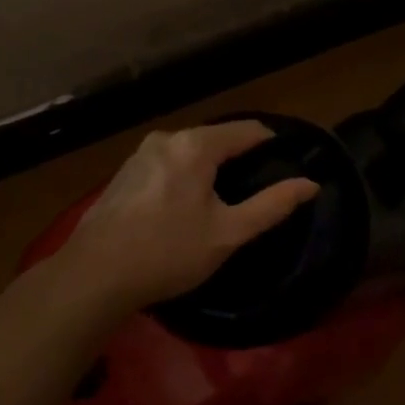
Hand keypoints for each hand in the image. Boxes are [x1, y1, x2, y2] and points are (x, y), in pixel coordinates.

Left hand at [56, 120, 320, 310]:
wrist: (94, 274)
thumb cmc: (168, 252)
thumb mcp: (228, 233)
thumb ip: (272, 205)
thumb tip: (310, 184)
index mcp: (195, 145)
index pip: (247, 130)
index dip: (272, 143)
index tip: (288, 163)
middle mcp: (167, 138)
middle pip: (217, 139)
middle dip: (240, 158)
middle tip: (258, 189)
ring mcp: (140, 154)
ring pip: (190, 152)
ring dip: (210, 169)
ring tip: (225, 201)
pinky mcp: (124, 173)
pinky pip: (168, 164)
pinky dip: (185, 177)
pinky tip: (185, 207)